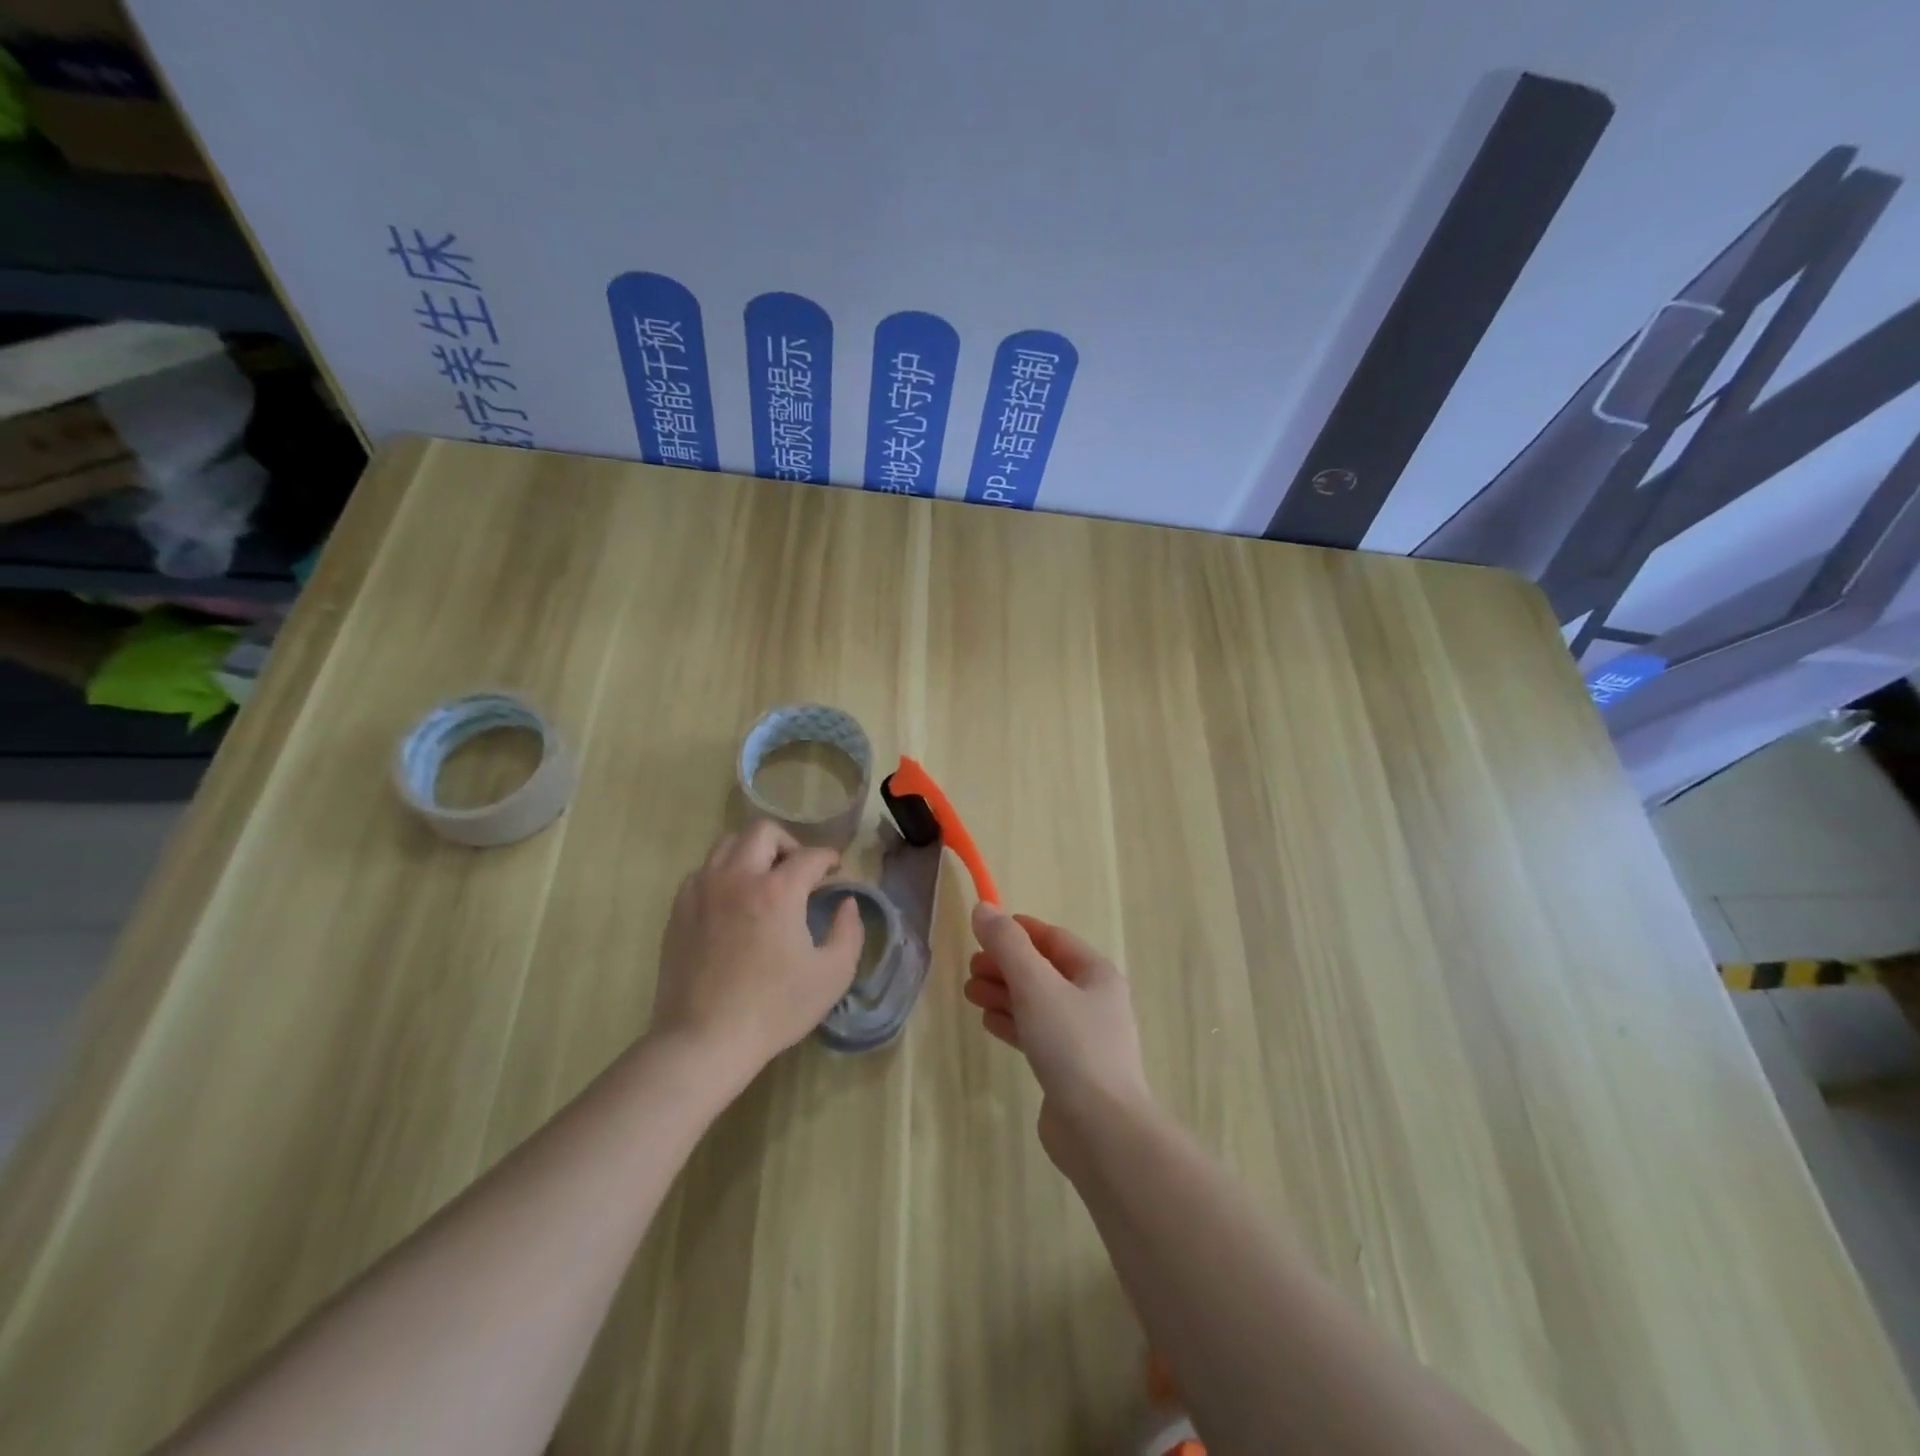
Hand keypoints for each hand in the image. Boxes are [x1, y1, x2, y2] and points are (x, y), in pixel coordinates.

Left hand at [651, 820, 863, 1078]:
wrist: (703, 1041)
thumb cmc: (774, 1009)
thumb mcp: (832, 975)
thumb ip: (849, 931)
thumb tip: (846, 903)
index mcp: (778, 891)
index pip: (811, 855)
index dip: (830, 859)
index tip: (836, 872)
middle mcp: (738, 877)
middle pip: (763, 831)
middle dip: (789, 843)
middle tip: (799, 871)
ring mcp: (702, 890)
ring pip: (728, 844)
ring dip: (752, 852)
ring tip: (764, 880)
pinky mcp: (679, 909)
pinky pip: (703, 871)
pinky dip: (723, 874)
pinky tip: (733, 902)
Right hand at [964, 904, 1153, 1166]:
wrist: (1101, 1131)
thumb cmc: (1072, 1046)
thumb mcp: (1036, 985)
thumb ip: (1008, 945)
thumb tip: (984, 908)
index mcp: (1096, 974)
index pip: (1053, 939)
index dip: (1018, 931)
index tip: (983, 931)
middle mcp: (1094, 1001)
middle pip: (1042, 970)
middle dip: (1005, 965)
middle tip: (970, 969)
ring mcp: (1082, 1037)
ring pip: (1036, 1003)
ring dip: (1004, 993)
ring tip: (970, 994)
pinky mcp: (1069, 1069)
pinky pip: (1036, 1034)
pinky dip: (1012, 1023)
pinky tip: (989, 1023)